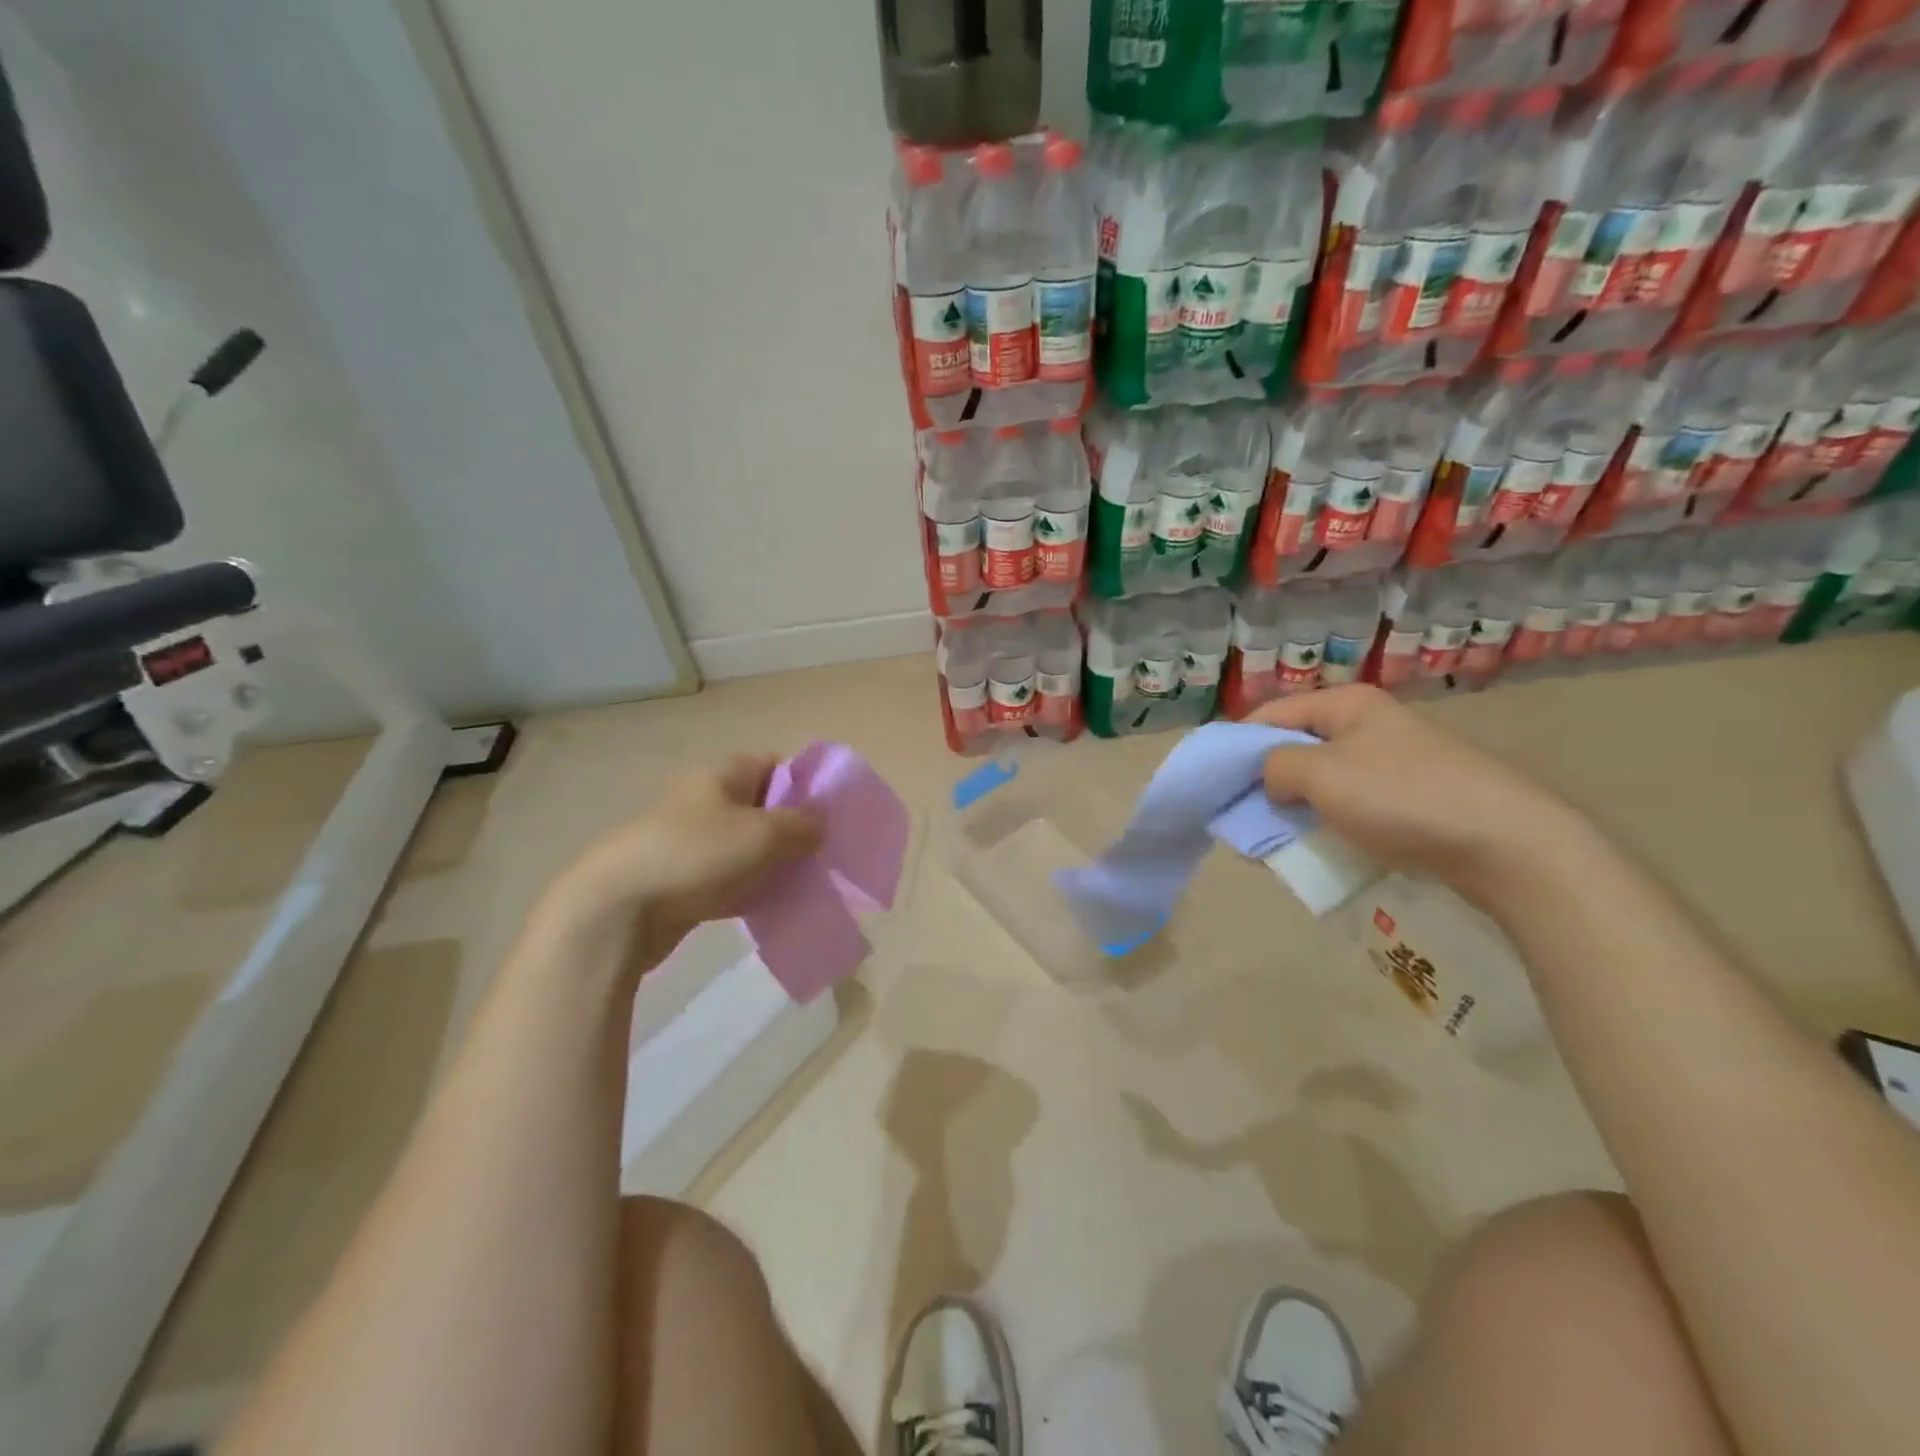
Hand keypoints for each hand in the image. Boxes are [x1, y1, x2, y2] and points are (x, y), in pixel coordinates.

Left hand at [538, 753, 822, 969]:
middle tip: (820, 853)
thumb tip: (820, 826)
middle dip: (791, 829)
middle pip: (759, 807)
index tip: (827, 812)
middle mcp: (703, 802)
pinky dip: (748, 890)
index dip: (801, 781)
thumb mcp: (761, 834)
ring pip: (744, 847)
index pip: (770, 763)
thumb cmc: (696, 855)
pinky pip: (727, 879)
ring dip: (772, 863)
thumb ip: (800, 826)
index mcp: (719, 776)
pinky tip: (770, 907)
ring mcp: (689, 843)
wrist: (617, 911)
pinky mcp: (680, 882)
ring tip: (802, 883)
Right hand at [1251, 686, 1590, 908]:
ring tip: (1272, 836)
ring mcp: (1393, 761)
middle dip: (1264, 779)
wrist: (1506, 844)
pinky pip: (1351, 804)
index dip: (1238, 744)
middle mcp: (1368, 724)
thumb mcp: (1321, 775)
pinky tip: (1317, 844)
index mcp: (1346, 704)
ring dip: (1294, 805)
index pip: (1271, 714)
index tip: (1214, 781)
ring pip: (1323, 779)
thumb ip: (1275, 767)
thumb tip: (1271, 778)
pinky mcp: (1411, 797)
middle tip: (1240, 814)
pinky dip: (1327, 821)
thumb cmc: (1402, 797)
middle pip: (1297, 746)